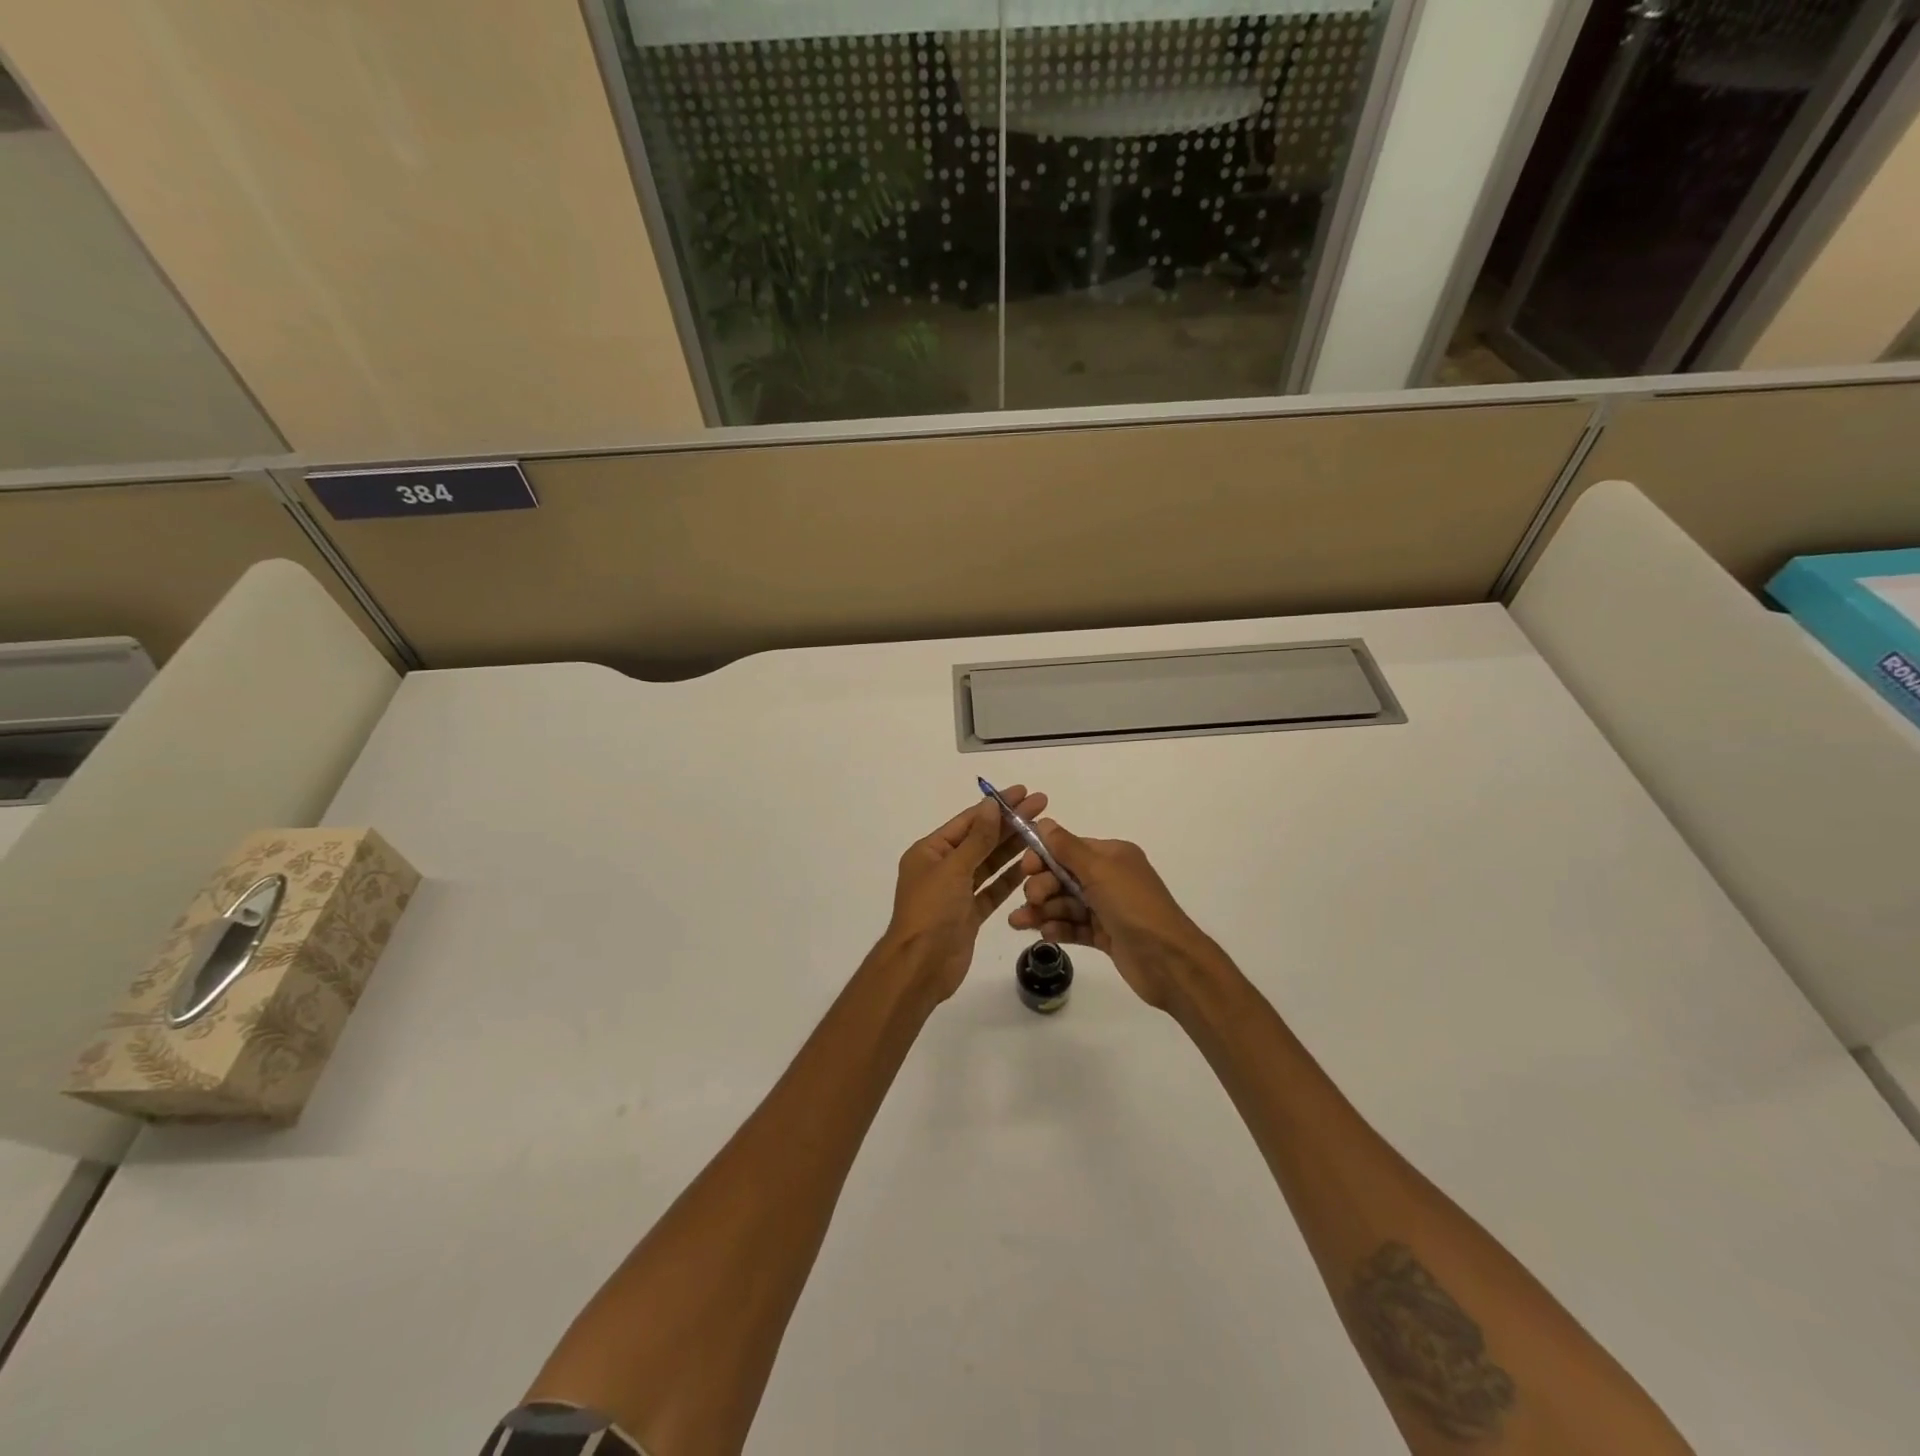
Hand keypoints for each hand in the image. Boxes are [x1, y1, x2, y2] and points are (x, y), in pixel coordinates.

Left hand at [879, 787, 1047, 1003]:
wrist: (921, 967)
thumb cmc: (931, 911)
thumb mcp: (953, 869)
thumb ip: (977, 838)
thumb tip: (991, 805)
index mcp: (930, 852)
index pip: (969, 821)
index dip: (997, 806)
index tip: (1023, 792)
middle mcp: (943, 868)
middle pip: (981, 840)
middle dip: (1010, 824)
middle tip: (1042, 806)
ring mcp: (957, 892)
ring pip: (989, 864)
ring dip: (1013, 848)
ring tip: (1042, 833)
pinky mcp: (969, 914)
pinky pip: (993, 890)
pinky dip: (1010, 879)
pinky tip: (1032, 866)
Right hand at [1008, 820, 1221, 1010]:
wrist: (1168, 961)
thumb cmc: (1134, 907)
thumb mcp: (1100, 871)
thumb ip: (1067, 848)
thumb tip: (1044, 821)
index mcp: (1112, 856)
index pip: (1068, 849)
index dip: (1043, 857)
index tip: (1025, 869)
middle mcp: (1109, 878)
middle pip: (1063, 877)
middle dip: (1042, 887)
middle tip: (1031, 900)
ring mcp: (1107, 908)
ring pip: (1065, 903)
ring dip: (1042, 910)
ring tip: (1019, 923)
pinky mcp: (1105, 935)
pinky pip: (1074, 926)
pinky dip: (1058, 928)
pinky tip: (1044, 934)